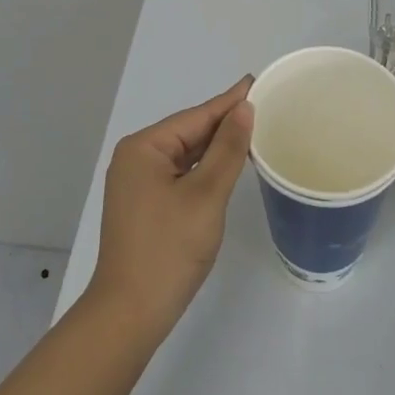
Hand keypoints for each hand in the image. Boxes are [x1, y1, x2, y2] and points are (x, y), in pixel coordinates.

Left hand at [86, 77, 254, 341]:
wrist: (130, 313)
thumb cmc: (168, 249)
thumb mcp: (206, 195)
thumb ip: (227, 149)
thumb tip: (244, 109)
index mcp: (144, 148)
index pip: (196, 117)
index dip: (229, 101)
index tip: (256, 81)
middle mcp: (136, 158)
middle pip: (189, 133)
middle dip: (224, 123)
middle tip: (264, 107)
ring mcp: (137, 183)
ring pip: (185, 155)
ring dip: (216, 147)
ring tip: (253, 131)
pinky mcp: (144, 205)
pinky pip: (180, 174)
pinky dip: (205, 169)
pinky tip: (227, 166)